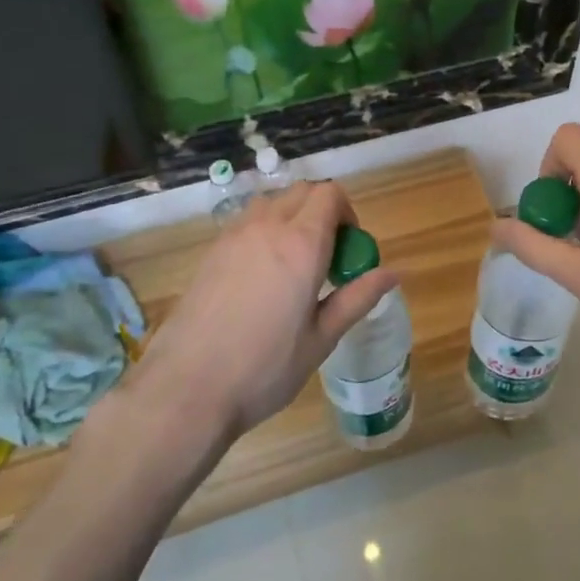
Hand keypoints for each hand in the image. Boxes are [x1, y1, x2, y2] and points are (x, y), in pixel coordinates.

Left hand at [133, 180, 399, 440]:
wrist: (186, 388)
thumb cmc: (264, 369)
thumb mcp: (321, 338)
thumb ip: (357, 298)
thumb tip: (393, 273)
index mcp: (302, 244)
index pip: (330, 194)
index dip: (347, 212)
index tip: (349, 248)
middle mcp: (268, 227)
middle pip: (303, 191)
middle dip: (322, 211)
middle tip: (327, 257)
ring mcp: (234, 235)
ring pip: (273, 202)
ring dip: (292, 217)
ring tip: (294, 264)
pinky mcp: (212, 250)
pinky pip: (247, 221)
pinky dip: (265, 230)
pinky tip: (262, 276)